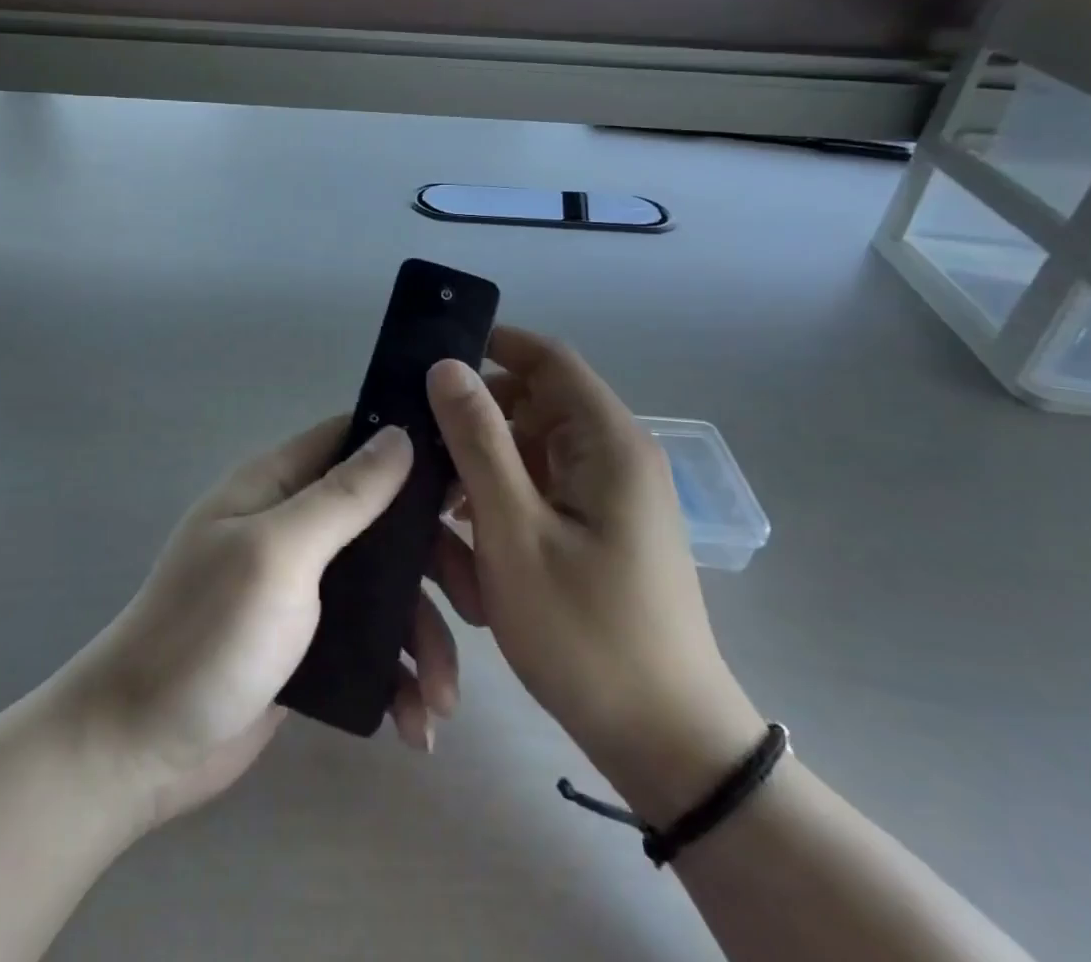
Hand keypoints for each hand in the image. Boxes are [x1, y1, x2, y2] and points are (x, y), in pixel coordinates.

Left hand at [64, 418, 463, 829]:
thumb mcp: (280, 553)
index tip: (470, 479)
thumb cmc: (208, 632)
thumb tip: (399, 434)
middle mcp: (293, 527)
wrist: (140, 746)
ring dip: (424, 638)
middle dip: (433, 564)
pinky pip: (371, 644)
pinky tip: (414, 722)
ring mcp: (302, 588)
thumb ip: (343, 496)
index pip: (352, 440)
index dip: (409, 449)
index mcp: (278, 486)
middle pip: (384, 521)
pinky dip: (399, 677)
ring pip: (385, 590)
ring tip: (443, 699)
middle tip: (478, 607)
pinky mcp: (309, 644)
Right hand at [426, 328, 763, 822]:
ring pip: (529, 455)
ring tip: (447, 528)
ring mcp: (610, 495)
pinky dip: (504, 510)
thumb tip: (447, 367)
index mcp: (607, 443)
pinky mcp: (600, 529)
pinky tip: (475, 555)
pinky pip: (541, 494)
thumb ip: (478, 442)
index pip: (547, 359)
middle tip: (425, 464)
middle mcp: (615, 456)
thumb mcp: (514, 532)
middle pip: (533, 407)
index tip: (430, 362)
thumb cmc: (586, 633)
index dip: (492, 346)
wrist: (665, 745)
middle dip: (476, 429)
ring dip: (484, 479)